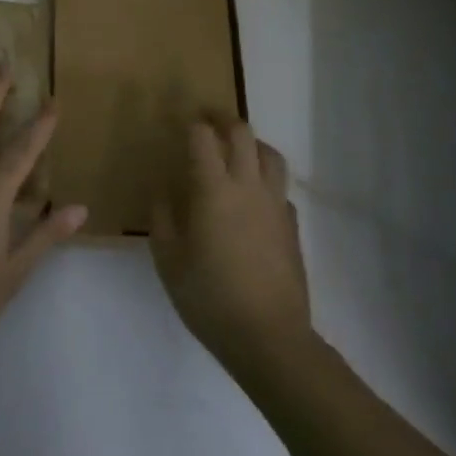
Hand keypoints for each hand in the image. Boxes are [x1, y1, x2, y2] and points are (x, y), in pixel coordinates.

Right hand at [150, 119, 308, 368]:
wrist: (268, 336)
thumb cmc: (209, 298)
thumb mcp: (169, 261)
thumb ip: (163, 219)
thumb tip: (163, 191)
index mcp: (213, 191)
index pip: (204, 139)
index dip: (192, 123)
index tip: (181, 120)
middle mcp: (248, 187)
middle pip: (243, 134)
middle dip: (223, 119)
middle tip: (207, 120)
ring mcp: (276, 205)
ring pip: (271, 155)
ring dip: (252, 143)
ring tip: (236, 149)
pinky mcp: (292, 226)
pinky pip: (280, 188)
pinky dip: (266, 179)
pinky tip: (254, 197)